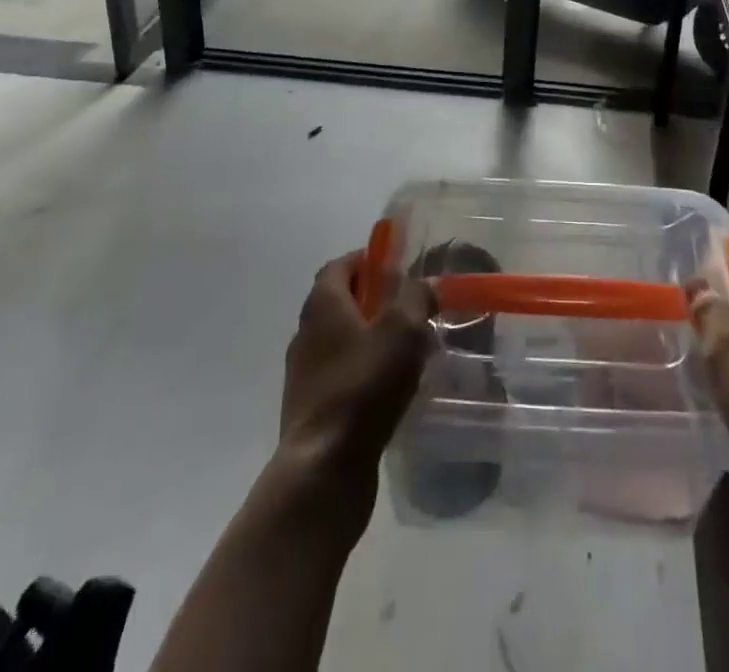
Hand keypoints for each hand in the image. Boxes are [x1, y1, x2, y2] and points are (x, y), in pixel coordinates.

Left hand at [277, 252, 435, 497]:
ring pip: (342, 341)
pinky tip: (392, 388)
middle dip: (374, 300)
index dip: (367, 260)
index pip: (340, 265)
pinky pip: (342, 375)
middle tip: (411, 307)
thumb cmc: (363, 386)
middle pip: (340, 302)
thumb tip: (424, 283)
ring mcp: (305, 374)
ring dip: (371, 338)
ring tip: (408, 349)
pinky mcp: (311, 409)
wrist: (323, 469)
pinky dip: (365, 372)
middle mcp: (306, 333)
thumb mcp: (403, 330)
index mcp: (322, 304)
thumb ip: (416, 297)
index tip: (397, 265)